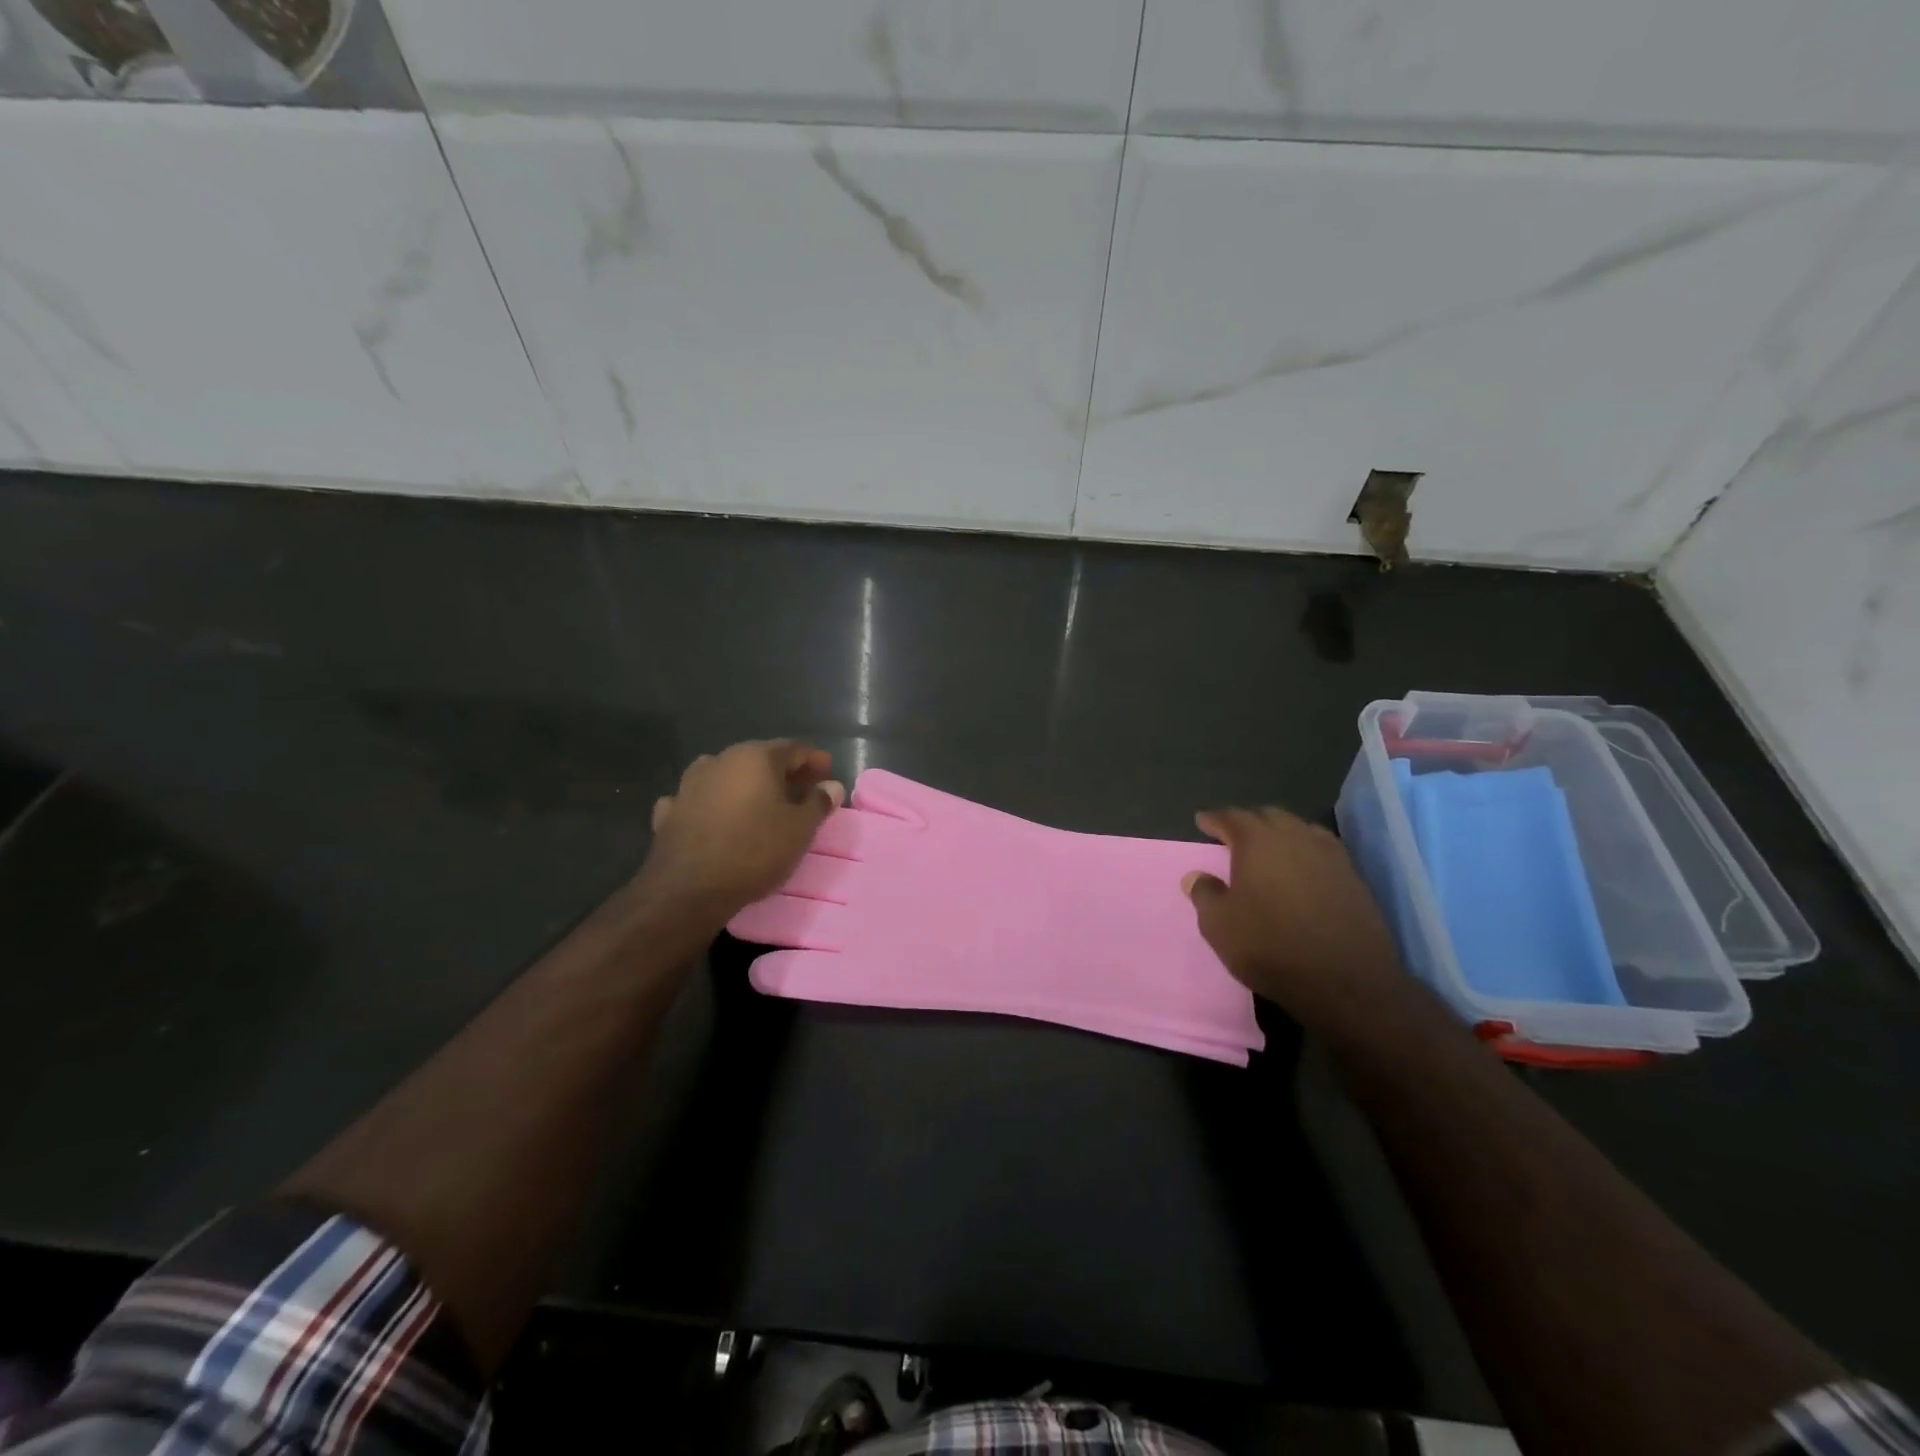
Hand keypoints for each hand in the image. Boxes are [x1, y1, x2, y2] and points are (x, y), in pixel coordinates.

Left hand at [638, 740, 843, 922]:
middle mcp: (721, 760)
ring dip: (748, 787)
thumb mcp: (800, 830)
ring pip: (728, 777)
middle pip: (760, 759)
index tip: (829, 776)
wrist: (688, 889)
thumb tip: (832, 786)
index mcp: (756, 757)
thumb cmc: (754, 851)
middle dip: (784, 773)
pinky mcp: (671, 811)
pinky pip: (701, 800)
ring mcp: (690, 784)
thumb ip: (818, 802)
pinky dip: (715, 805)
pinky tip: (719, 819)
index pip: (795, 748)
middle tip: (803, 792)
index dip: (815, 760)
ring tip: (763, 806)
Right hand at [1183, 806, 1406, 1031]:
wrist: (1345, 981)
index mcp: (1258, 842)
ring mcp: (1330, 856)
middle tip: (1234, 834)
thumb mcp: (1219, 925)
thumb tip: (1196, 876)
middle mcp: (1295, 838)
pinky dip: (1306, 850)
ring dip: (1280, 832)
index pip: (1231, 818)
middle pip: (1268, 816)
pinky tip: (1302, 867)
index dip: (1214, 819)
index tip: (1202, 821)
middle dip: (1248, 821)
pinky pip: (1323, 850)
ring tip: (1269, 847)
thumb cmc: (1270, 947)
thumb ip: (1204, 894)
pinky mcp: (1353, 878)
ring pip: (1300, 829)